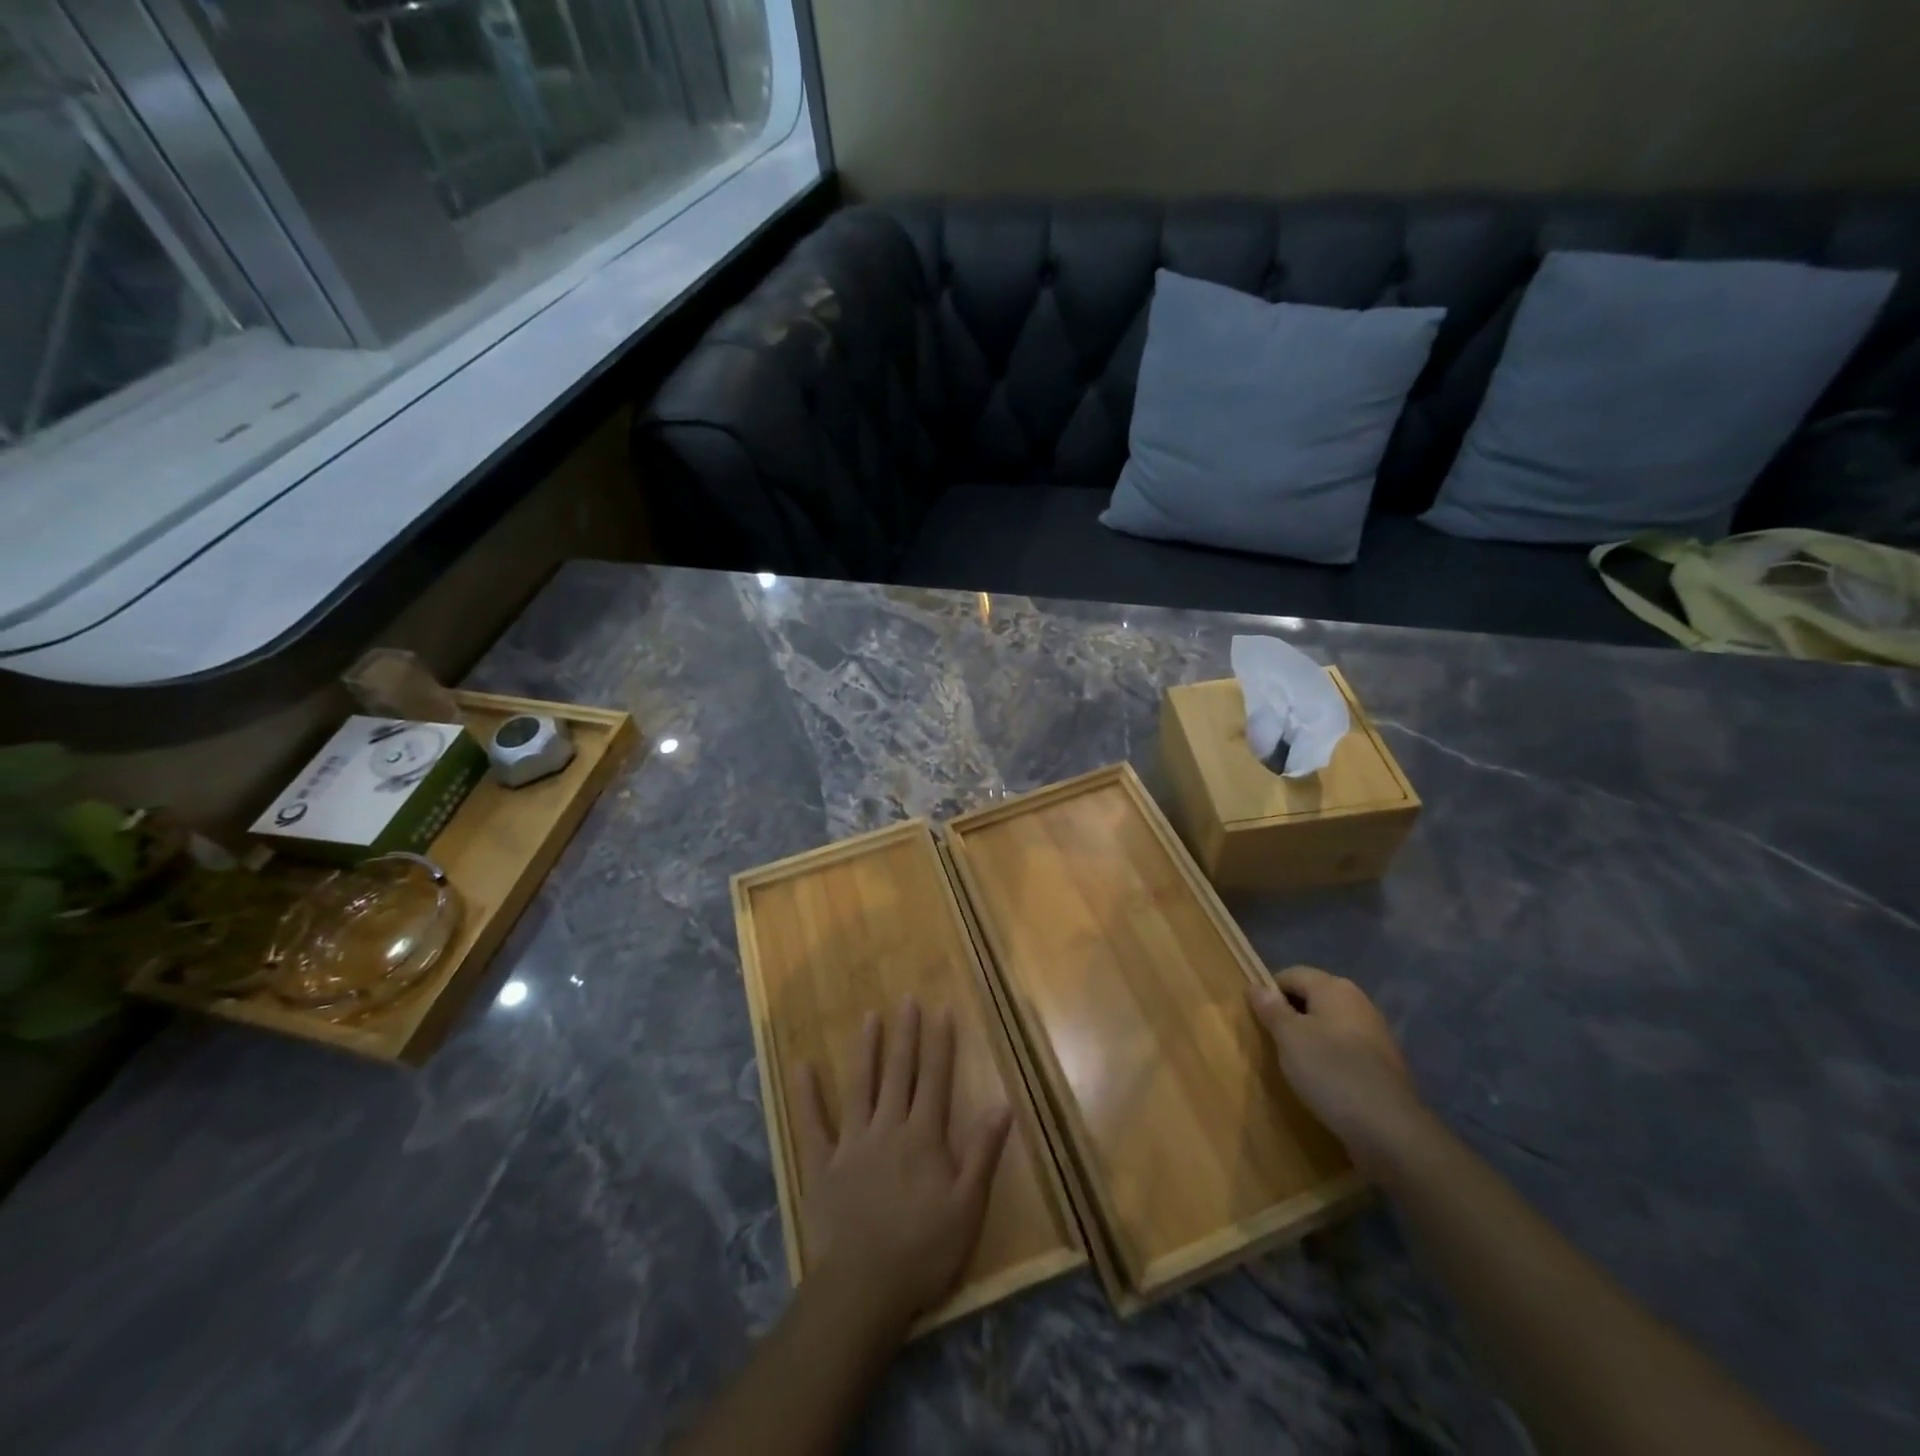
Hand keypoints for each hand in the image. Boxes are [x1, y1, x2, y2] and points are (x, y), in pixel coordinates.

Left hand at [793, 997, 1012, 1340]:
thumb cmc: (924, 1251)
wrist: (863, 1289)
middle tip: (906, 999)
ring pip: (860, 1086)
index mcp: (923, 1137)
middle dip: (905, 1035)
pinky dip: (807, 1095)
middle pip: (899, 1073)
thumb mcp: (967, 1207)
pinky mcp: (822, 1165)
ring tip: (868, 1017)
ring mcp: (852, 1144)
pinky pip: (813, 1124)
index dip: (940, 1044)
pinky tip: (801, 1066)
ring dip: (865, 1050)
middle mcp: (888, 1128)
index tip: (942, 1010)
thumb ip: (983, 1152)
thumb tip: (1003, 1104)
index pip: (935, 1079)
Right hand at [1249, 965, 1427, 1176]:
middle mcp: (1358, 1001)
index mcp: (1334, 987)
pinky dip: (1330, 1057)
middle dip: (1290, 1015)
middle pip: (1312, 997)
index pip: (1291, 974)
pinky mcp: (1383, 1063)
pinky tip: (1322, 1080)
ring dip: (1309, 1038)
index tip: (1257, 1019)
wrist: (1389, 1129)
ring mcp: (1375, 1033)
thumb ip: (1271, 1008)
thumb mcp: (1288, 1037)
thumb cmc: (1330, 1071)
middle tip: (1271, 1041)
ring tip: (1294, 1063)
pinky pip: (1346, 1048)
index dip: (1269, 992)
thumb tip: (1257, 986)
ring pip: (1330, 1024)